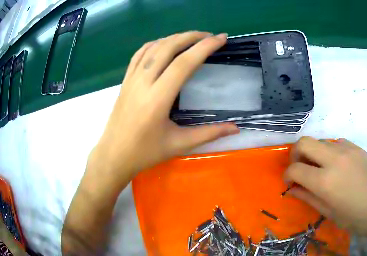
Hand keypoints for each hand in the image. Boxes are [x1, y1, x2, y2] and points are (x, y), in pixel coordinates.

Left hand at [91, 31, 238, 180]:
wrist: (114, 155)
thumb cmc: (145, 153)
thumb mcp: (179, 144)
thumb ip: (209, 134)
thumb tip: (236, 129)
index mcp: (158, 99)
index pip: (184, 63)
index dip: (204, 47)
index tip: (221, 38)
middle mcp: (143, 83)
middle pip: (168, 47)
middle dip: (191, 36)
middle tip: (209, 36)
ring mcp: (131, 79)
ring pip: (154, 47)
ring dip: (174, 37)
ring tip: (191, 38)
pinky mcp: (125, 80)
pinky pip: (139, 53)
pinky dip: (155, 43)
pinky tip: (164, 44)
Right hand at [284, 137, 366, 251]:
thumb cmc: (356, 218)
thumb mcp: (328, 212)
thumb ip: (307, 197)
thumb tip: (292, 188)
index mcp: (325, 181)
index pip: (295, 168)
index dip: (287, 175)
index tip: (290, 182)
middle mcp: (334, 159)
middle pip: (304, 142)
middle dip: (295, 154)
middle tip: (300, 169)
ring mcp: (348, 150)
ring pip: (320, 140)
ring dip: (313, 152)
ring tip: (319, 168)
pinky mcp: (358, 148)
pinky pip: (336, 142)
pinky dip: (330, 151)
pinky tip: (337, 165)